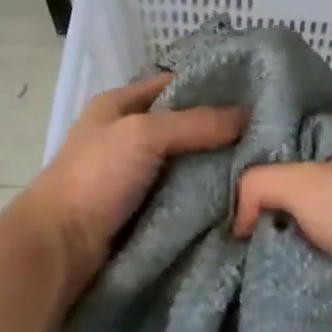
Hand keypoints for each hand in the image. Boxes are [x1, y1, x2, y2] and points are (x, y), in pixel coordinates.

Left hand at [22, 73, 245, 292]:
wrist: (62, 247)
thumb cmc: (96, 177)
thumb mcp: (143, 135)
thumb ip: (196, 123)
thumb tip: (248, 116)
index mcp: (118, 105)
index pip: (174, 84)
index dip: (211, 85)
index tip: (255, 93)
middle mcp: (129, 135)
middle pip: (186, 125)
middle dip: (222, 130)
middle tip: (270, 133)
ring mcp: (139, 175)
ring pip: (190, 162)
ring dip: (219, 165)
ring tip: (264, 163)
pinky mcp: (148, 208)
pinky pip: (187, 194)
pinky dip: (209, 194)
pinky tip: (243, 193)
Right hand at [233, 143, 331, 331]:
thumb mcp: (300, 181)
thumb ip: (257, 185)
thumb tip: (237, 221)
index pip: (296, 152)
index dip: (263, 168)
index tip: (226, 192)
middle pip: (302, 198)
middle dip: (269, 215)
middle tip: (226, 235)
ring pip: (312, 237)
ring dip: (285, 250)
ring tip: (240, 265)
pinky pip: (326, 268)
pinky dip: (305, 275)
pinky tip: (273, 285)